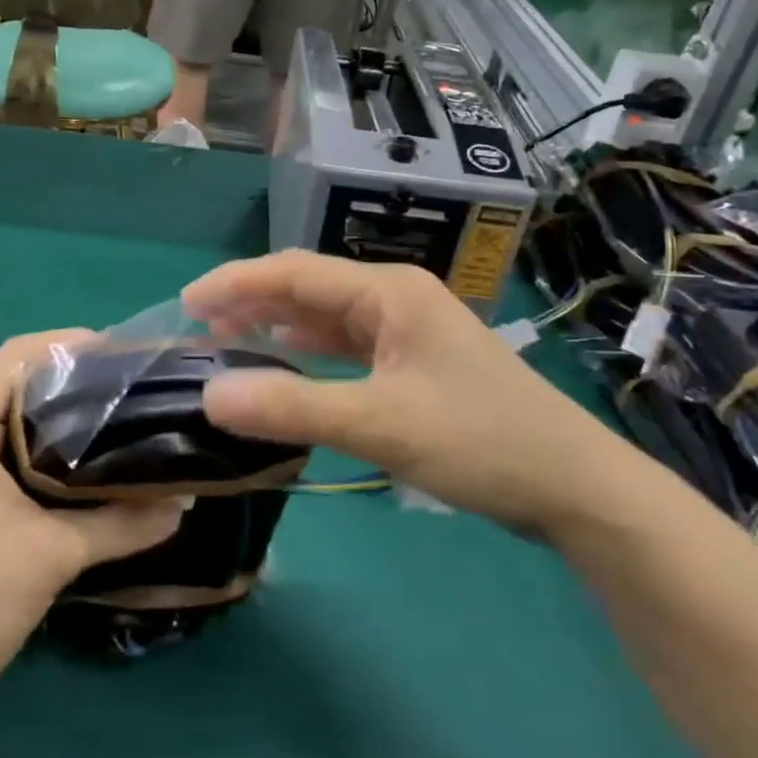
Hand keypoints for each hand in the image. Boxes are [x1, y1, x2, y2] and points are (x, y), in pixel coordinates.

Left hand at [0, 332, 183, 732]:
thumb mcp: (52, 556)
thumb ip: (122, 523)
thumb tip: (186, 501)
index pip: (16, 356)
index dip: (69, 342)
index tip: (123, 354)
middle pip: (19, 382)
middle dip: (75, 377)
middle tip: (134, 387)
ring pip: (17, 420)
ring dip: (64, 416)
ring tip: (124, 419)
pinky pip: (12, 454)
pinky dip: (51, 450)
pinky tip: (94, 468)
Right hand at [182, 252, 634, 536]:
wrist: (572, 485)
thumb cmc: (480, 441)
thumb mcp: (381, 424)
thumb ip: (294, 408)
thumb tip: (209, 397)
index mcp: (388, 290)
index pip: (294, 273)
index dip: (236, 283)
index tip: (185, 304)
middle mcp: (395, 297)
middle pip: (308, 288)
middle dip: (252, 303)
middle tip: (196, 329)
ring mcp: (407, 329)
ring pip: (326, 318)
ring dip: (277, 328)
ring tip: (226, 344)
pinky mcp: (413, 361)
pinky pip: (347, 346)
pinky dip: (309, 354)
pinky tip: (285, 365)